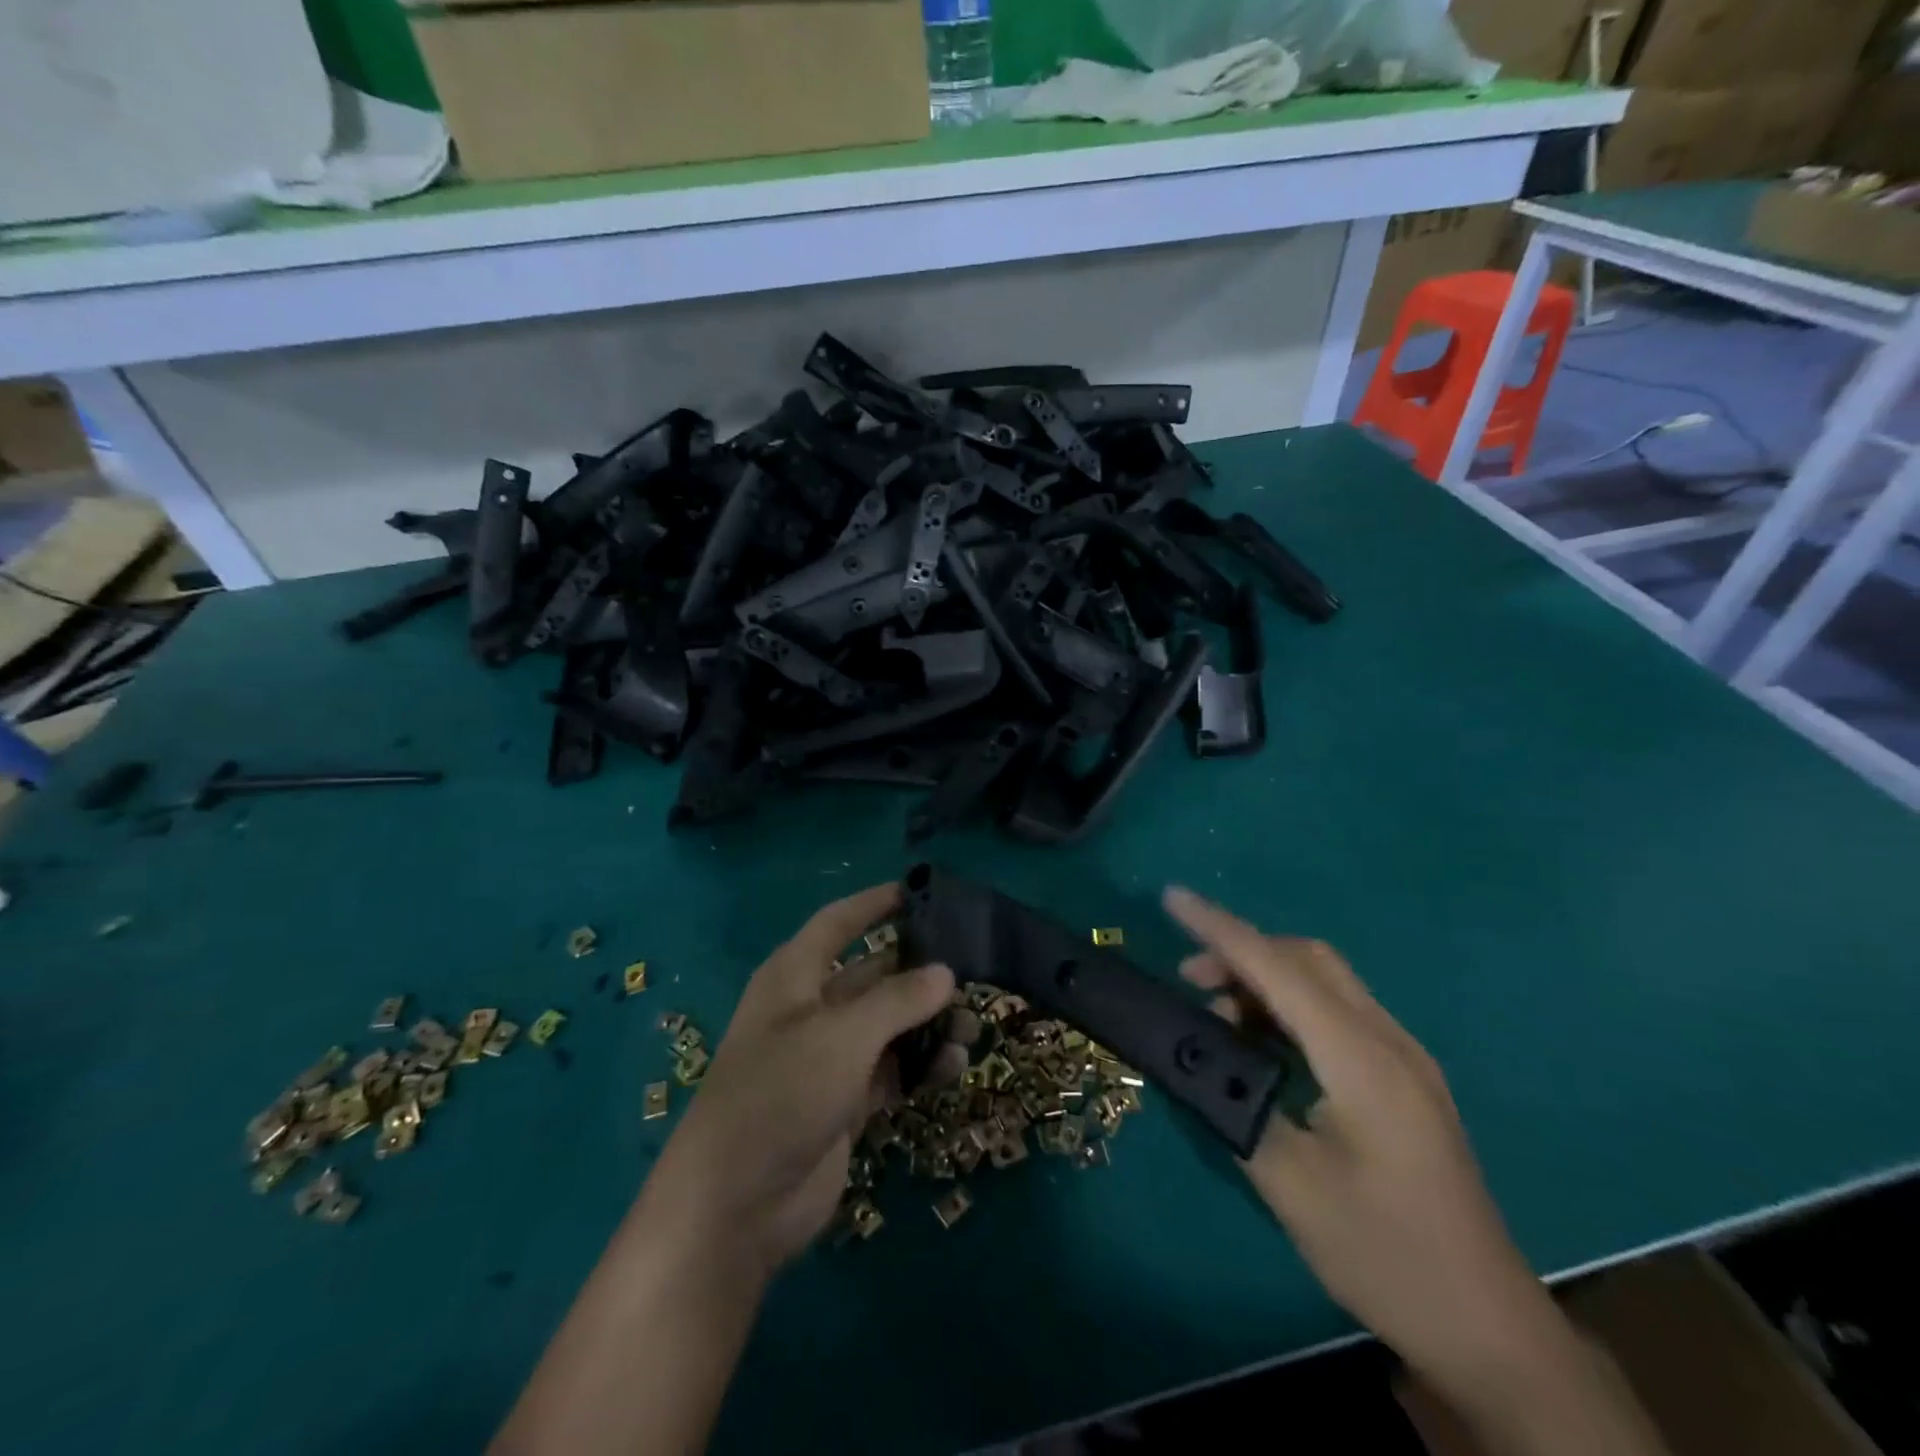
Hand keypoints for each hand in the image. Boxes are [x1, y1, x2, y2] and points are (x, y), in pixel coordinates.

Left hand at [641, 884, 955, 1281]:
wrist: (736, 1206)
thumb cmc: (780, 1095)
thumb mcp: (841, 1037)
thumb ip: (897, 1000)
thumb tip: (946, 972)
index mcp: (794, 976)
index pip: (838, 923)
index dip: (874, 904)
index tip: (920, 891)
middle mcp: (811, 1009)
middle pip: (873, 975)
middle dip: (919, 973)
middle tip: (971, 973)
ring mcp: (828, 1058)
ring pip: (888, 1025)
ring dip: (927, 1024)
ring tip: (970, 1030)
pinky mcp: (844, 1101)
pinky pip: (891, 1069)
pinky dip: (920, 1066)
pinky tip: (954, 1068)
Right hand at [1164, 886, 1556, 1390]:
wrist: (1487, 1325)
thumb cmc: (1384, 1254)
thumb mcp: (1291, 1187)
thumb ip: (1236, 1106)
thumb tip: (1193, 1056)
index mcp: (1360, 1059)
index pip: (1278, 968)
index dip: (1220, 928)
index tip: (1172, 896)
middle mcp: (1388, 1041)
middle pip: (1308, 959)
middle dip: (1242, 951)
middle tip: (1189, 980)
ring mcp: (1404, 1057)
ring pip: (1326, 980)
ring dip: (1267, 978)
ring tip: (1219, 1014)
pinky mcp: (1406, 1077)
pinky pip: (1340, 1010)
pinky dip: (1291, 1005)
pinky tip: (1266, 1041)